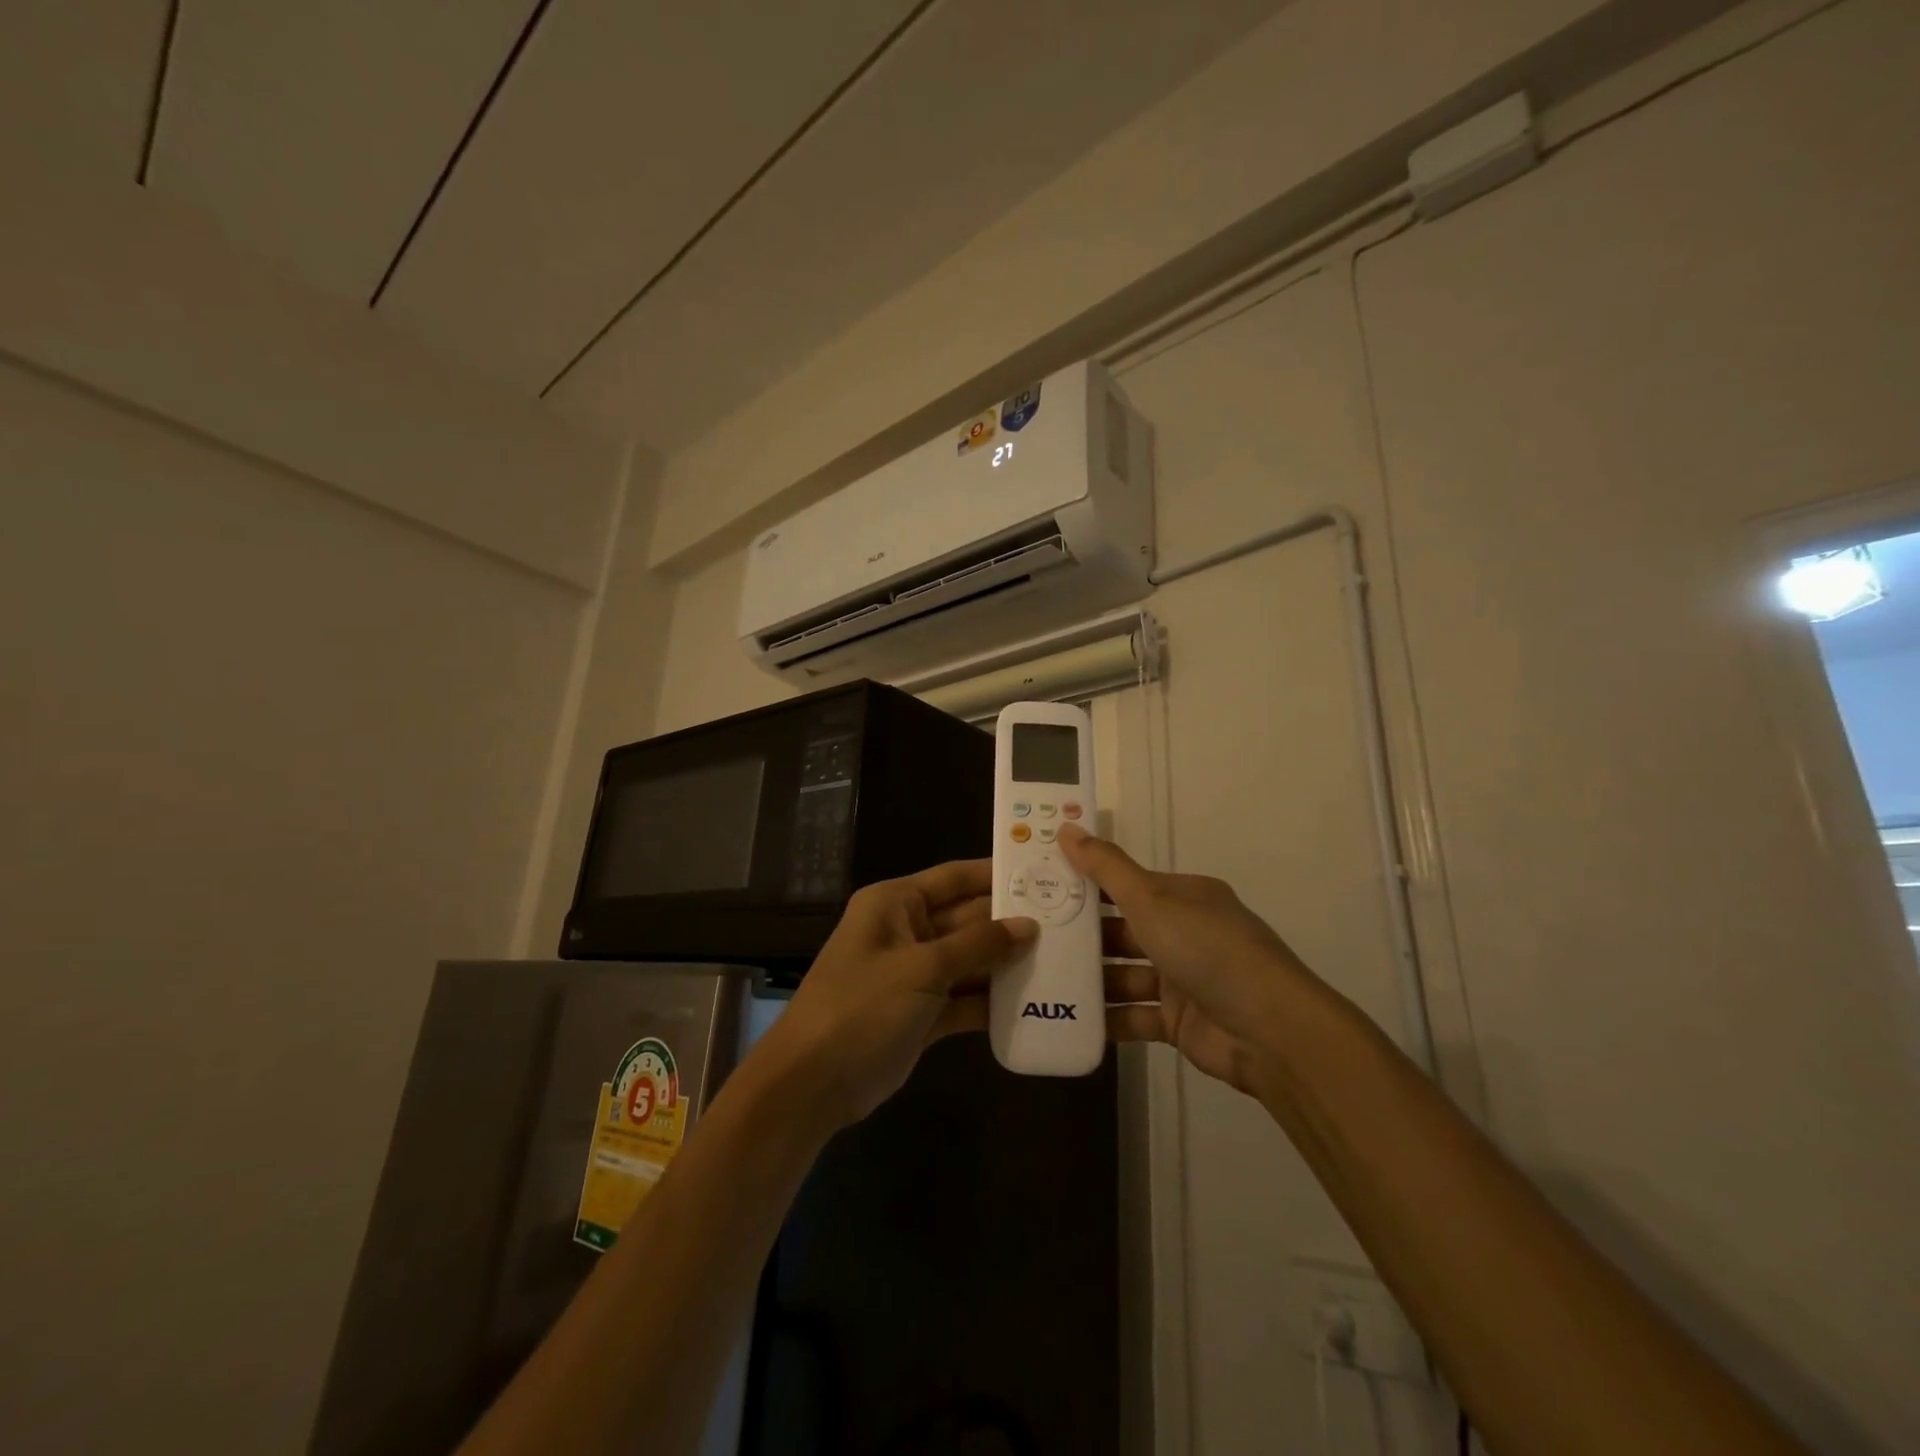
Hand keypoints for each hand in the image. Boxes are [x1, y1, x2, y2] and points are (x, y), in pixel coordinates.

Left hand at [754, 860, 1037, 1126]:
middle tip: (1067, 922)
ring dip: (1006, 963)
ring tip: (1062, 960)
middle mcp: (906, 931)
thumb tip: (1028, 924)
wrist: (812, 1084)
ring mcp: (914, 974)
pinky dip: (992, 1000)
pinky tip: (1034, 1002)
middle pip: (966, 919)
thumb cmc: (862, 1007)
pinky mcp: (922, 1013)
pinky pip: (964, 997)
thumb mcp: (921, 969)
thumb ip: (977, 945)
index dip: (995, 874)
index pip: (954, 878)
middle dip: (1010, 923)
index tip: (1043, 872)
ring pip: (969, 960)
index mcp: (895, 904)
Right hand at [1061, 824, 1313, 1096]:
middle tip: (1030, 936)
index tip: (1042, 885)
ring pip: (1124, 974)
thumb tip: (1066, 826)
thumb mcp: (1151, 899)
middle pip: (1122, 930)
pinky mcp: (1178, 1021)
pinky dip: (1106, 1017)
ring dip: (1089, 978)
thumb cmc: (1206, 949)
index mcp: (1183, 897)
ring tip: (1039, 978)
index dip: (1086, 882)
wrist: (1268, 1029)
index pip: (1126, 884)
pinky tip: (1065, 1017)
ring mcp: (1182, 979)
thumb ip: (1105, 868)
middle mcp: (1184, 933)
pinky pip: (1133, 1015)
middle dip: (1082, 935)